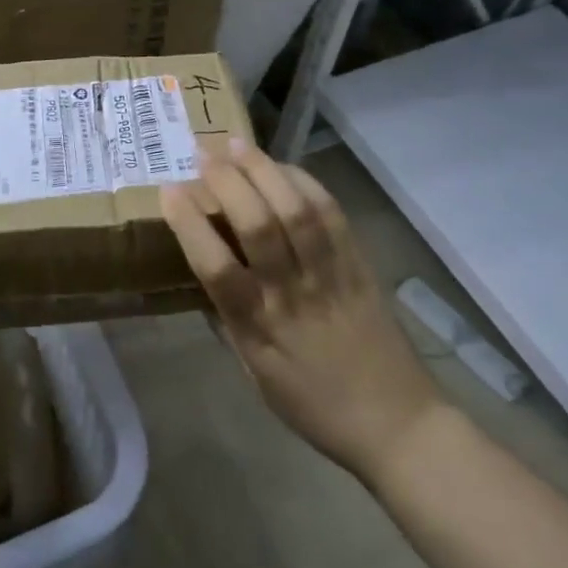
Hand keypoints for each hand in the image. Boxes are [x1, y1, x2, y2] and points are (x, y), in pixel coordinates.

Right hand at [160, 140, 441, 483]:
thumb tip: (205, 270)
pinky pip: (331, 213)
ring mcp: (330, 275)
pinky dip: (303, 182)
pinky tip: (282, 166)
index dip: (190, 225)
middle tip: (201, 153)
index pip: (217, 270)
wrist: (398, 423)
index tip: (169, 190)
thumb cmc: (314, 404)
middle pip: (259, 226)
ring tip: (236, 145)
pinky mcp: (358, 264)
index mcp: (261, 329)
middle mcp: (293, 295)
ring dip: (262, 170)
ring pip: (296, 210)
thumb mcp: (256, 373)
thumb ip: (230, 320)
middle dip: (226, 182)